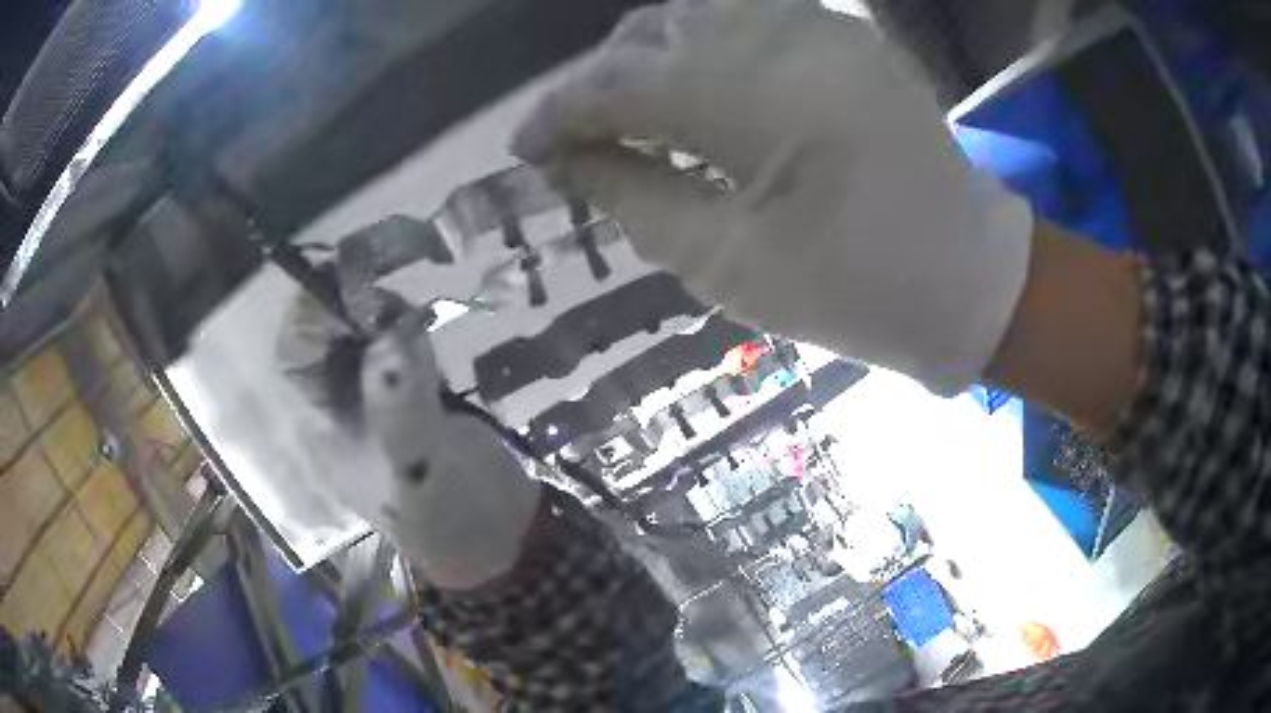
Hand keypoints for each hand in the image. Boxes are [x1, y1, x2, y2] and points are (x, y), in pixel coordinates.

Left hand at [276, 288, 540, 589]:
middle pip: (333, 347)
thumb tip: (390, 326)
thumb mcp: (414, 460)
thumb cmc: (443, 514)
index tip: (344, 285)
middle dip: (352, 313)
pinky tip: (422, 323)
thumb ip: (399, 393)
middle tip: (382, 287)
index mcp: (324, 432)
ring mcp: (379, 407)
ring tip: (403, 300)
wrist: (497, 539)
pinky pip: (403, 360)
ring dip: (382, 322)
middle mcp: (342, 414)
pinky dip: (410, 339)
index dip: (314, 319)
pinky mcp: (415, 404)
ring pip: (368, 349)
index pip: (300, 361)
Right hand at [514, 0, 1032, 393]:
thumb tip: (565, 160)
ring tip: (628, 115)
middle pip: (652, 33)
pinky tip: (691, 91)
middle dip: (599, 83)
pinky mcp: (843, 34)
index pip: (625, 83)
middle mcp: (793, 37)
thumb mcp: (730, 265)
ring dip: (644, 60)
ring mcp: (825, 27)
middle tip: (578, 138)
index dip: (562, 112)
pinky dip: (697, 48)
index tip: (525, 147)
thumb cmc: (859, 293)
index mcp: (769, 101)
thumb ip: (634, 198)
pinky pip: (742, 19)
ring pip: (692, 14)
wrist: (970, 279)